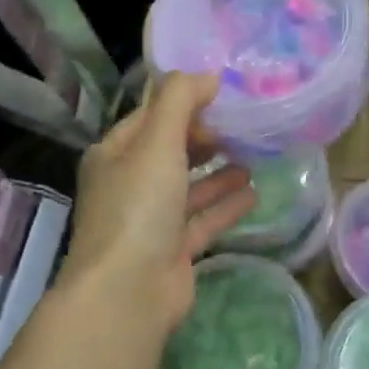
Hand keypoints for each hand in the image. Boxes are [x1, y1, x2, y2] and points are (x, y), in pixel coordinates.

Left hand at [61, 73, 255, 338]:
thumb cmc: (138, 206)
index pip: (149, 116)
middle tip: (239, 125)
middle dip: (201, 137)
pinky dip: (225, 205)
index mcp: (114, 155)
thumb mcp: (157, 141)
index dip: (182, 102)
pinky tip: (254, 192)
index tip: (220, 93)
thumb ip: (181, 100)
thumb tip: (208, 75)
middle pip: (169, 151)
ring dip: (217, 171)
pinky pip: (203, 219)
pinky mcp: (172, 251)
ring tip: (252, 155)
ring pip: (188, 187)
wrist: (127, 293)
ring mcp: (150, 221)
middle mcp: (129, 184)